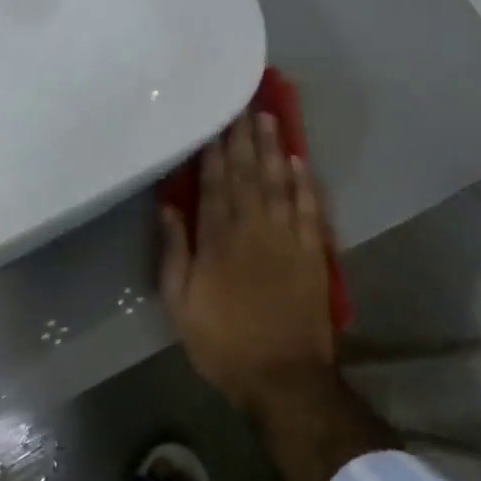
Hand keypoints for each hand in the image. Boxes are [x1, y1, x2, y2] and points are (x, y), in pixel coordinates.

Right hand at [159, 113, 335, 414]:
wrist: (284, 378)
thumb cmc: (223, 341)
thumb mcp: (180, 303)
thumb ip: (174, 252)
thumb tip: (168, 208)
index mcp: (218, 239)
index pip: (215, 184)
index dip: (214, 151)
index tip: (213, 121)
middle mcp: (254, 228)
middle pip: (248, 173)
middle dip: (243, 137)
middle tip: (241, 103)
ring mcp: (288, 238)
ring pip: (279, 181)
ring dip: (272, 148)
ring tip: (267, 117)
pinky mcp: (313, 252)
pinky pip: (309, 208)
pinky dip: (304, 182)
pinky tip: (298, 160)